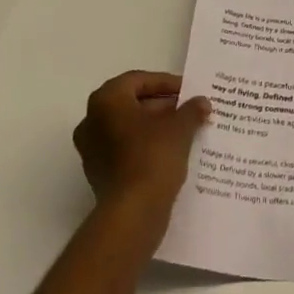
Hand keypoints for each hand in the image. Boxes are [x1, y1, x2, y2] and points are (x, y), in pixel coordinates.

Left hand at [73, 71, 210, 217]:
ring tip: (183, 130)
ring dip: (154, 126)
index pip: (139, 80)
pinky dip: (145, 146)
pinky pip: (124, 150)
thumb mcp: (180, 126)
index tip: (188, 91)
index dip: (166, 83)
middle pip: (131, 103)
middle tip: (187, 109)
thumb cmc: (153, 156)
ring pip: (127, 128)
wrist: (133, 213)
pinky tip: (170, 152)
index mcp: (106, 100)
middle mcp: (92, 120)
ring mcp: (92, 150)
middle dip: (161, 105)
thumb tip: (202, 102)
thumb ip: (191, 109)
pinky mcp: (98, 174)